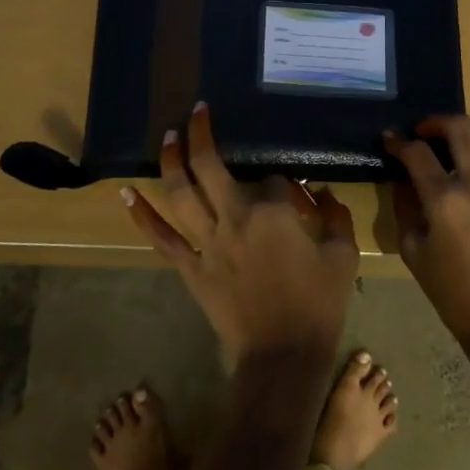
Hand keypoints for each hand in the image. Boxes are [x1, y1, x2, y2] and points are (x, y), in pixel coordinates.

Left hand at [121, 102, 360, 363]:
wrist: (283, 358)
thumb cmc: (318, 307)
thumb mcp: (343, 258)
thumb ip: (337, 219)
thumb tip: (324, 196)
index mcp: (272, 213)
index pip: (271, 180)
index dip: (282, 184)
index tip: (293, 196)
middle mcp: (234, 218)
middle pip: (211, 166)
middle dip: (202, 135)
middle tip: (197, 111)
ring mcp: (207, 243)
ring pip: (181, 194)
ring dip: (172, 161)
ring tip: (169, 137)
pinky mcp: (191, 268)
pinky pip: (162, 239)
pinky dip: (143, 215)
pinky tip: (127, 192)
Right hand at [384, 116, 469, 340]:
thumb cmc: (451, 290)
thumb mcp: (413, 251)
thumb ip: (405, 209)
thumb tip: (405, 181)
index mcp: (444, 200)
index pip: (417, 153)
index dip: (399, 142)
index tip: (391, 140)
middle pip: (459, 127)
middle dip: (435, 122)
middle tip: (425, 132)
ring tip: (461, 144)